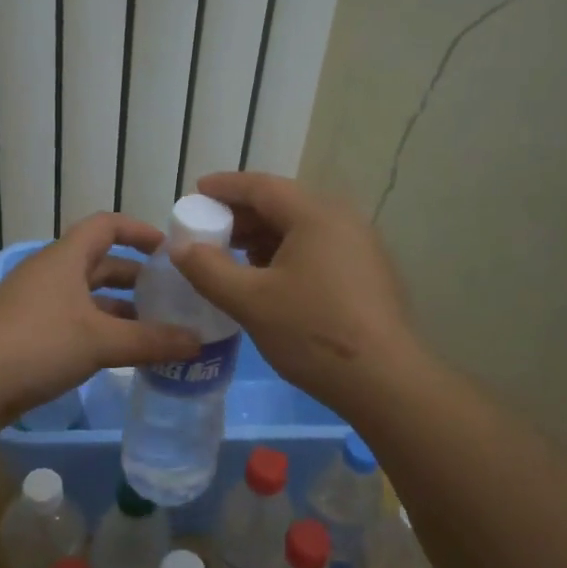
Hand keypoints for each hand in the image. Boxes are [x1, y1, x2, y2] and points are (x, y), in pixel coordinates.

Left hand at [0, 212, 201, 423]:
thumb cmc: (38, 345)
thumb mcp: (101, 342)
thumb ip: (152, 341)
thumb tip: (197, 343)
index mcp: (65, 259)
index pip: (106, 225)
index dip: (139, 231)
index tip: (168, 249)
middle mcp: (49, 273)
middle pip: (99, 262)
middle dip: (135, 277)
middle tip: (169, 294)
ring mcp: (34, 302)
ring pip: (85, 295)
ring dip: (118, 307)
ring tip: (153, 327)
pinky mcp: (25, 331)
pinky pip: (71, 319)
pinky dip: (98, 328)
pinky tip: (117, 352)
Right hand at [170, 172, 420, 414]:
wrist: (385, 381)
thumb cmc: (312, 332)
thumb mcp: (250, 301)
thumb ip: (208, 269)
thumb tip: (181, 248)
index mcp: (316, 215)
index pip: (262, 187)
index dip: (225, 187)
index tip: (196, 191)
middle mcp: (342, 220)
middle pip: (283, 204)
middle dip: (241, 215)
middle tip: (208, 230)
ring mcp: (360, 247)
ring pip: (301, 228)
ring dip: (263, 236)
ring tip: (232, 256)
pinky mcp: (367, 273)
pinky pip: (318, 248)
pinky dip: (286, 253)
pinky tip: (268, 278)